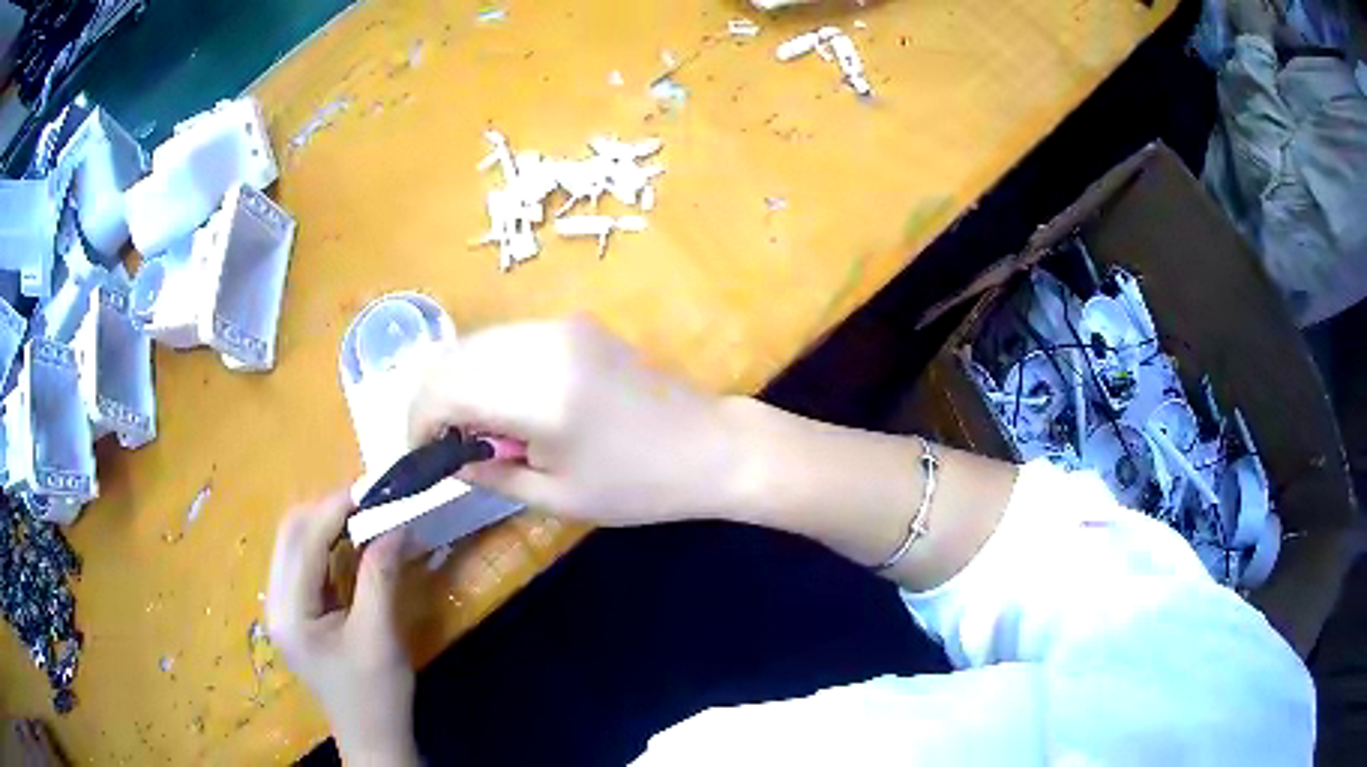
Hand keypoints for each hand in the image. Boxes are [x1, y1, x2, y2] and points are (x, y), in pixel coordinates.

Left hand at [266, 491, 418, 765]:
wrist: (373, 738)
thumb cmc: (376, 695)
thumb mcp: (380, 636)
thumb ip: (380, 576)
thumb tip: (395, 523)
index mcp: (288, 611)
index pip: (303, 541)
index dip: (336, 508)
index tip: (372, 488)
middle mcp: (275, 602)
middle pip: (290, 534)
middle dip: (328, 510)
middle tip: (370, 501)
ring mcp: (283, 607)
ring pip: (295, 544)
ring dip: (327, 524)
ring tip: (365, 515)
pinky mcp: (297, 612)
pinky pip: (306, 563)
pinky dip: (328, 545)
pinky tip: (352, 542)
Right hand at [408, 317, 739, 524]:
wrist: (710, 444)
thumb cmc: (638, 485)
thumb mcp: (558, 496)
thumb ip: (491, 474)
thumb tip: (447, 459)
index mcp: (537, 392)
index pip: (443, 389)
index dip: (418, 422)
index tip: (421, 455)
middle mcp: (542, 343)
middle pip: (451, 357)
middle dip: (431, 400)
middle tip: (442, 445)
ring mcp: (560, 326)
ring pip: (475, 342)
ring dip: (457, 381)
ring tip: (473, 429)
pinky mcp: (574, 324)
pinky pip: (507, 339)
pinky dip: (486, 367)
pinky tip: (503, 403)